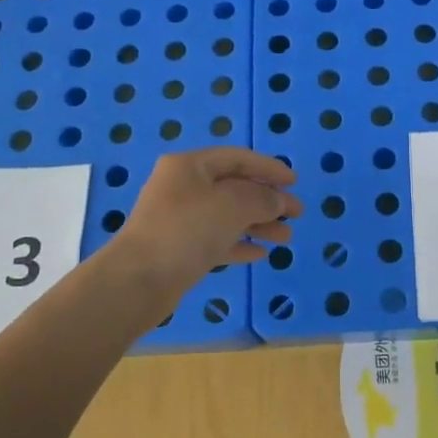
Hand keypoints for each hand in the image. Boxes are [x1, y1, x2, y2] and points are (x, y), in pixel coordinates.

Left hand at [112, 147, 299, 299]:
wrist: (140, 280)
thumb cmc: (188, 230)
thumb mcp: (233, 205)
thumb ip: (263, 198)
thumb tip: (278, 200)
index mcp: (190, 166)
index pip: (237, 158)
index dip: (268, 168)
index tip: (294, 182)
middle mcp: (183, 188)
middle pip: (234, 187)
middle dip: (268, 200)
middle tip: (297, 214)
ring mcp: (179, 220)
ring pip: (227, 216)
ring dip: (259, 224)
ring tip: (286, 238)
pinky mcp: (179, 249)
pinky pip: (216, 240)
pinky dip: (239, 244)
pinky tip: (261, 254)